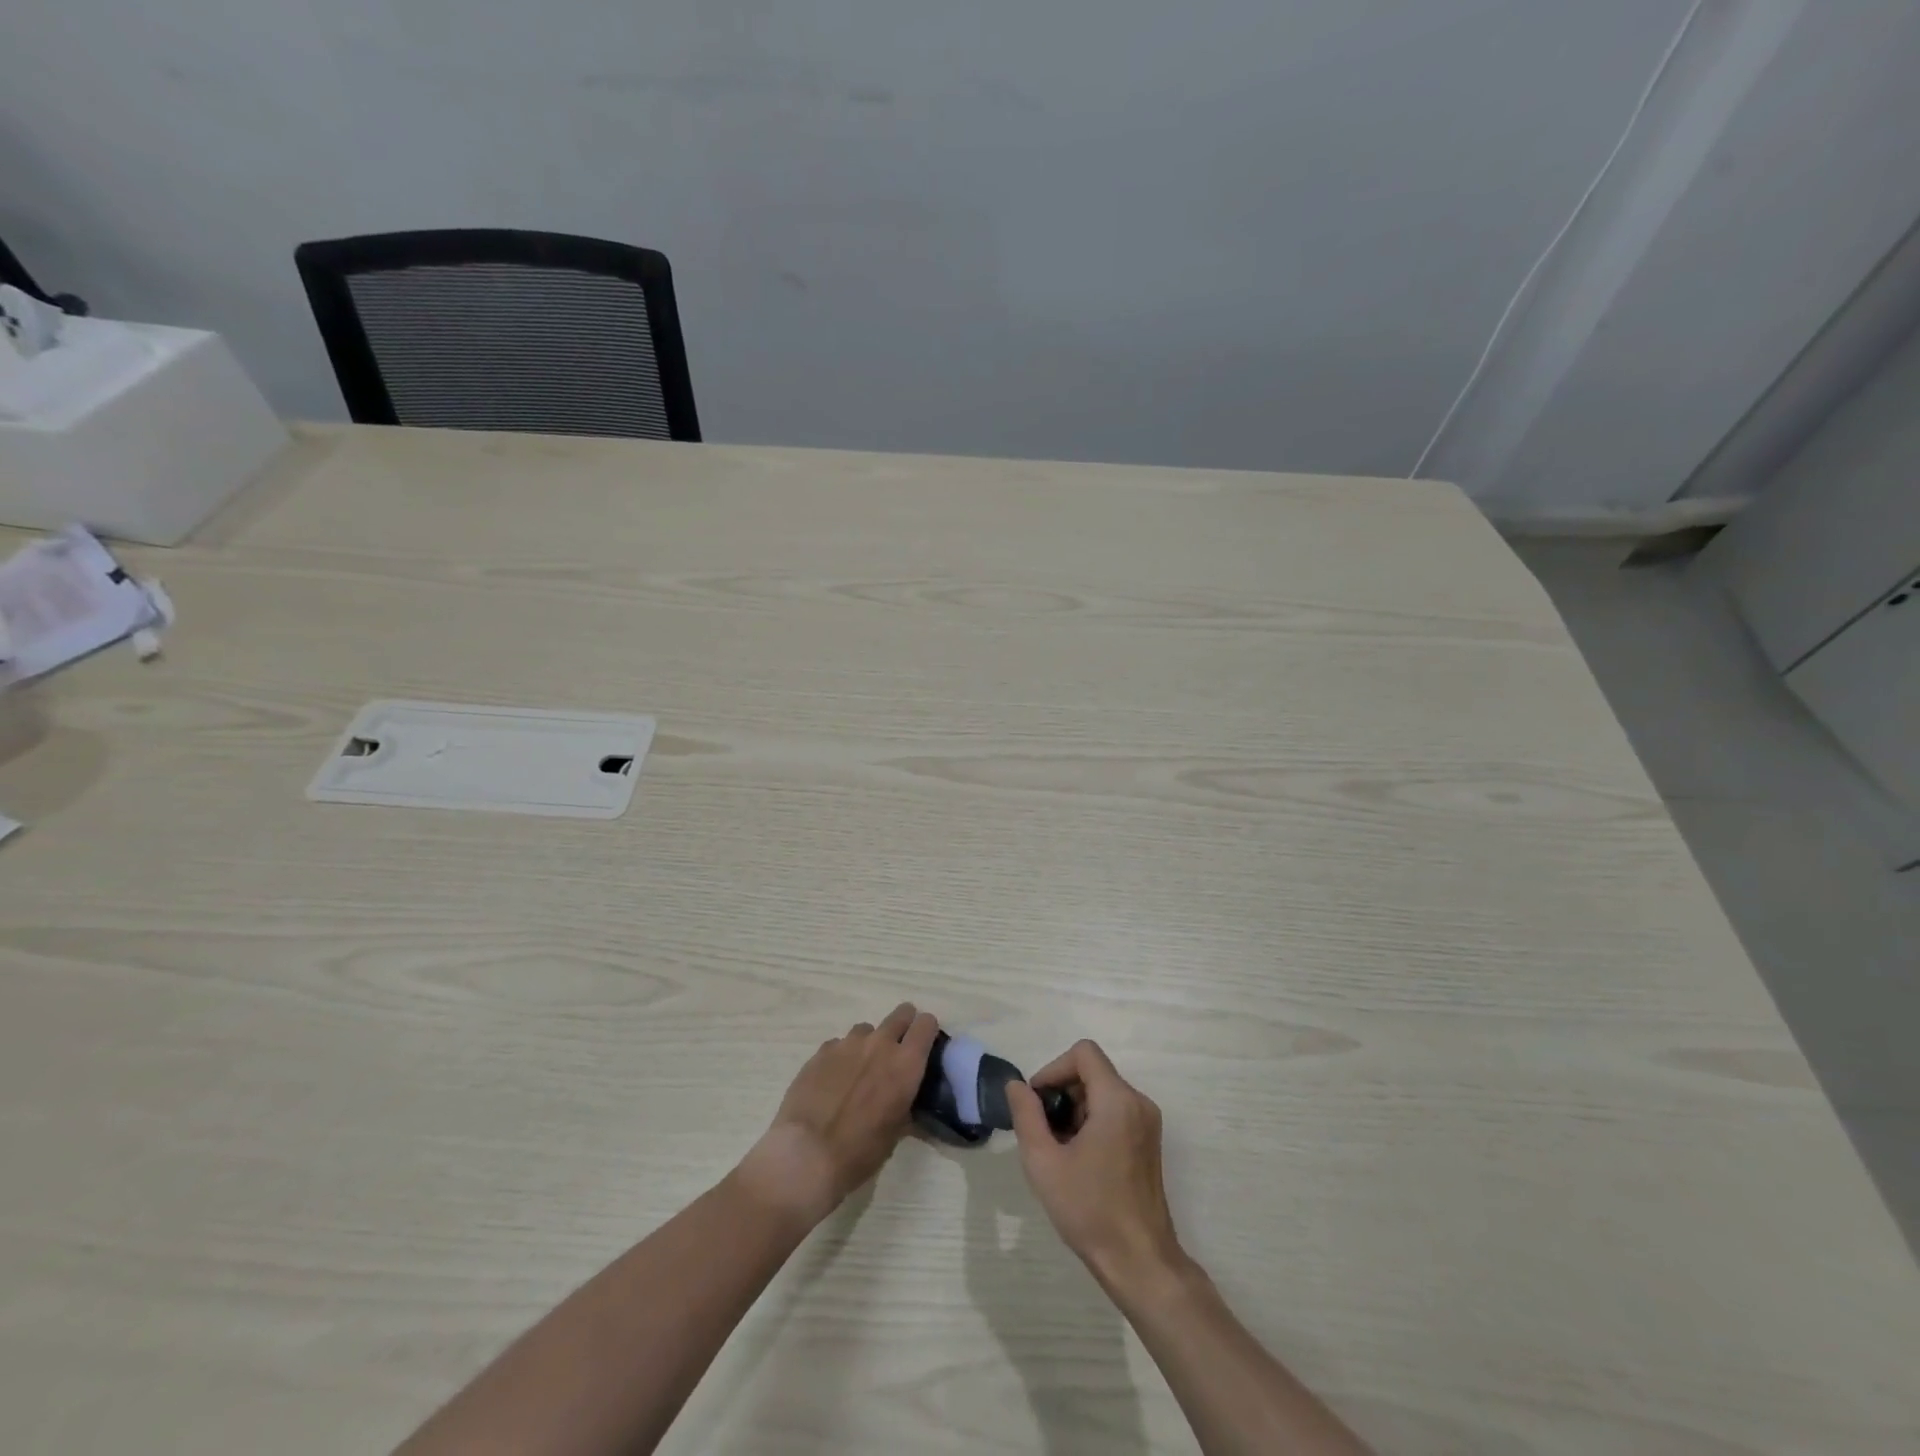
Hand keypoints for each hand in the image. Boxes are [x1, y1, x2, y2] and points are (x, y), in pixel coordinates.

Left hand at [735, 1003, 938, 1227]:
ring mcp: (848, 1043)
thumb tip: (904, 1096)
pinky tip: (832, 1081)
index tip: (924, 1046)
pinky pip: (839, 1044)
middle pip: (901, 1014)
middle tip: (896, 1051)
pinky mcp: (822, 1050)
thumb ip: (904, 1103)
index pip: (926, 1024)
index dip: (927, 1031)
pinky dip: (841, 1057)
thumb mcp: (895, 1133)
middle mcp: (880, 1044)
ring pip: (867, 1029)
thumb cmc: (860, 1151)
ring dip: (868, 1044)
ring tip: (858, 1072)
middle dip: (903, 1026)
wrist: (806, 1154)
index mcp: (906, 1064)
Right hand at [1006, 1040, 1186, 1294]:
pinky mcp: (1149, 1141)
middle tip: (1044, 1132)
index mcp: (1117, 1100)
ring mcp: (1147, 1122)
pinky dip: (1092, 1122)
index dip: (1054, 1069)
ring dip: (1075, 1110)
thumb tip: (1016, 1085)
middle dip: (1062, 1093)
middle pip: (1092, 1072)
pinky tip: (1079, 1160)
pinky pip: (1115, 1111)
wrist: (1140, 1262)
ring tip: (1060, 1150)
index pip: (1083, 1053)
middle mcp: (1138, 1102)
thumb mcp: (1044, 1162)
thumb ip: (1026, 1115)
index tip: (1038, 1103)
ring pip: (1102, 1092)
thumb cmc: (1090, 1210)